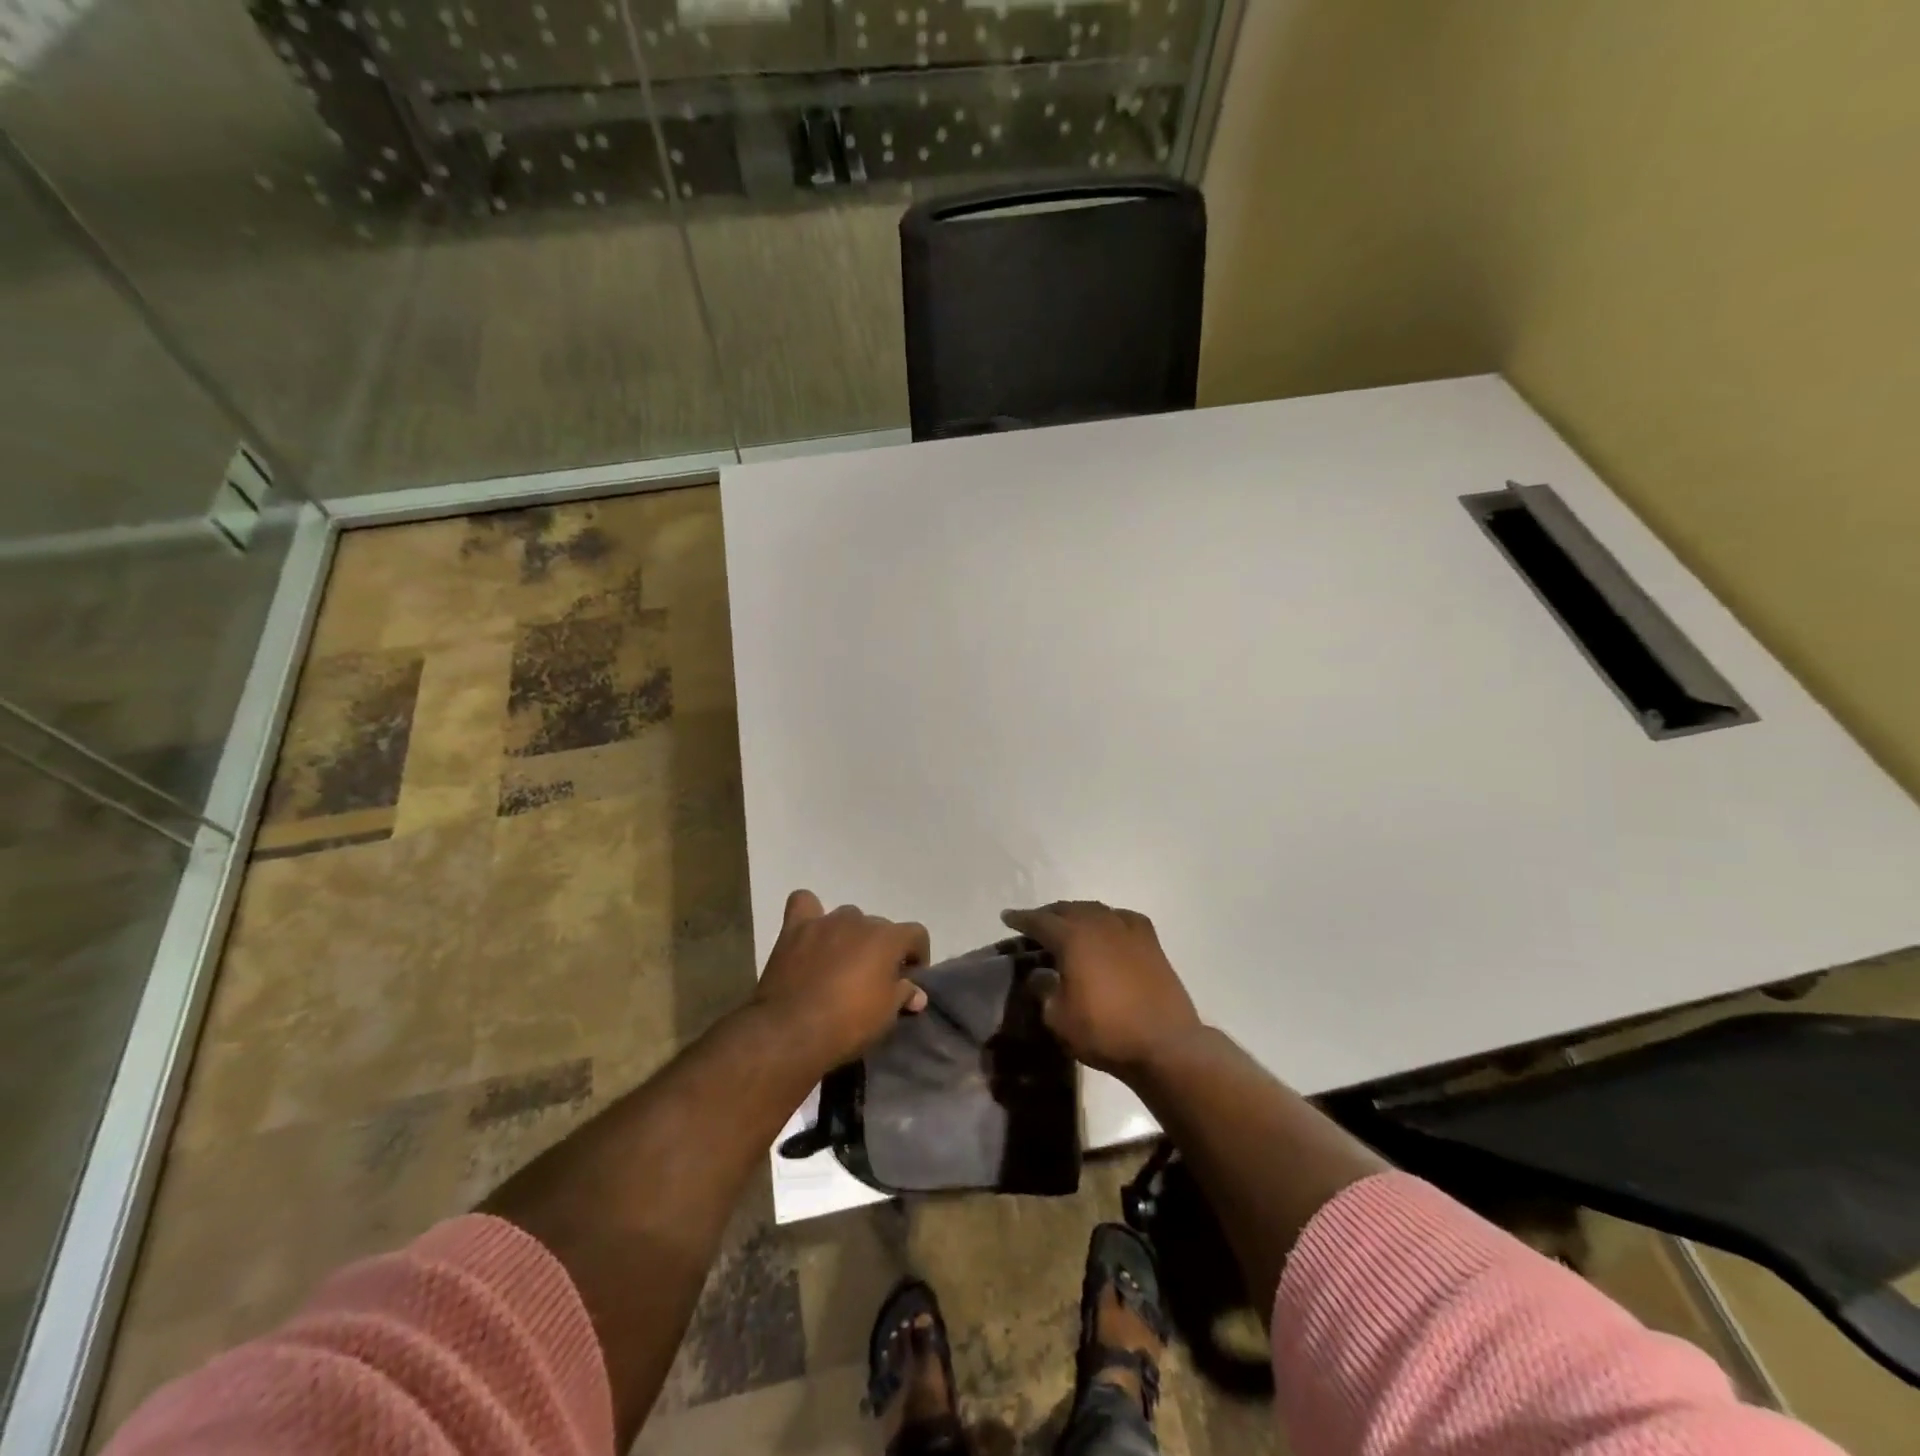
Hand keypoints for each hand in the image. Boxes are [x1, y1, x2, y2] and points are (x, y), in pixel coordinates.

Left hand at [753, 890, 929, 1072]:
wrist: (791, 1031)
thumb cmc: (847, 1024)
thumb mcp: (886, 1016)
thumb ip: (904, 995)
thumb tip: (916, 993)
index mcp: (887, 938)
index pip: (916, 934)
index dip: (917, 955)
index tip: (909, 979)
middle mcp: (858, 920)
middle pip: (879, 926)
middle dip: (881, 948)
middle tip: (874, 978)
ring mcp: (824, 922)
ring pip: (847, 917)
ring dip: (850, 935)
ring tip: (842, 962)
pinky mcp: (794, 929)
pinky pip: (804, 904)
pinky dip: (810, 913)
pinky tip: (811, 932)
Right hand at [1001, 900, 1202, 1079]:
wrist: (1165, 1044)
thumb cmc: (1105, 1032)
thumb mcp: (1058, 1019)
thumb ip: (1043, 991)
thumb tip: (1040, 975)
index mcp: (1072, 938)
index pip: (1039, 921)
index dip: (1020, 919)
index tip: (1006, 917)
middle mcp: (1098, 924)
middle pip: (1067, 909)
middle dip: (1048, 914)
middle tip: (1035, 923)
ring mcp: (1128, 930)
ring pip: (1095, 910)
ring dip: (1077, 914)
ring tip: (1068, 924)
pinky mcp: (1150, 941)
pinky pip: (1123, 919)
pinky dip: (1108, 919)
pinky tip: (1108, 928)